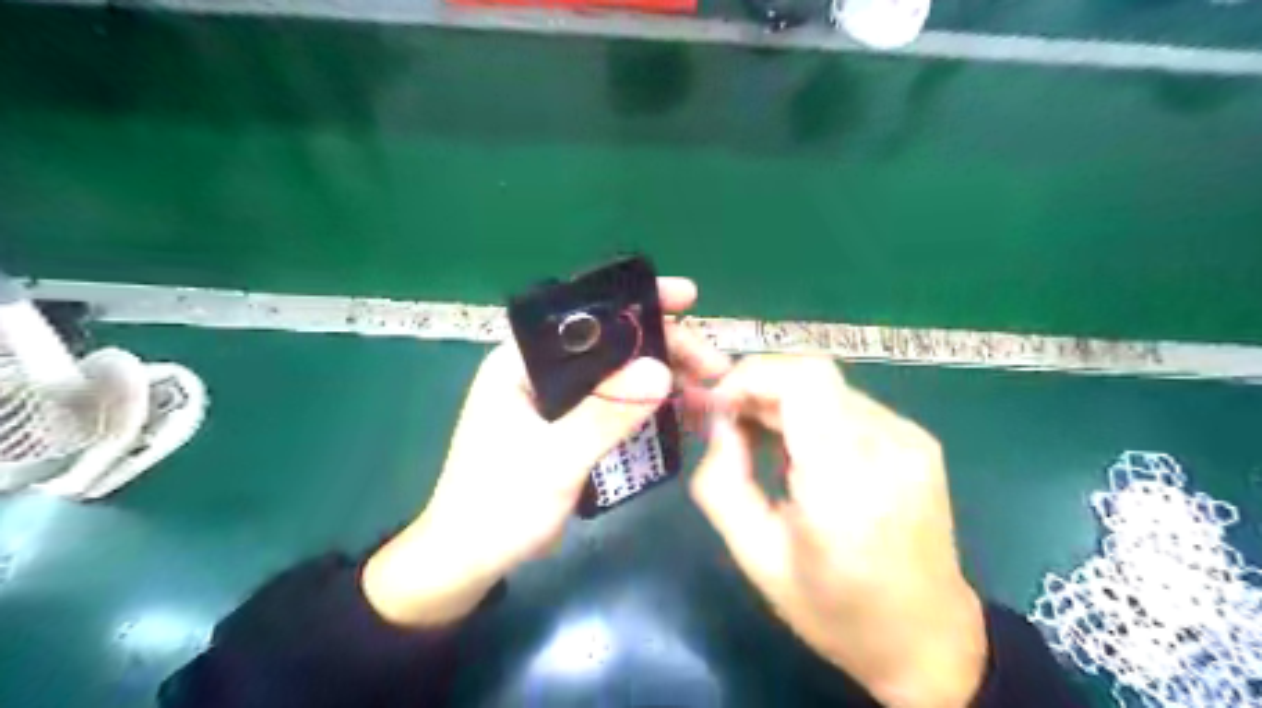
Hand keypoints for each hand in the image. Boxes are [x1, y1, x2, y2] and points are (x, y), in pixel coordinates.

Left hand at [360, 276, 730, 625]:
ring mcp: (555, 400)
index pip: (584, 315)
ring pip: (618, 375)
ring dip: (662, 381)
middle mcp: (539, 371)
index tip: (687, 299)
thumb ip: (605, 415)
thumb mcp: (555, 460)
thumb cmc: (498, 506)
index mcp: (521, 361)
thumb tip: (662, 370)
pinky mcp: (568, 426)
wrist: (467, 560)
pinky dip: (647, 408)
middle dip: (664, 349)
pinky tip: (680, 418)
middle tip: (714, 369)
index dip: (637, 301)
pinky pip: (615, 405)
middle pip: (610, 344)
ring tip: (707, 397)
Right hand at [690, 355, 985, 707]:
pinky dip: (813, 412)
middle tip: (729, 422)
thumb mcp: (757, 556)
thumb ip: (722, 482)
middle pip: (812, 373)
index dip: (751, 375)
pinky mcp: (918, 441)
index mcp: (845, 480)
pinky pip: (850, 404)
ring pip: (829, 386)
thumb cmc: (835, 610)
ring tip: (760, 440)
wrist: (928, 640)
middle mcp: (887, 445)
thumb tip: (720, 424)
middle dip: (759, 386)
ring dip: (783, 399)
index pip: (802, 379)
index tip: (718, 404)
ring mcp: (910, 438)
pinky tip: (802, 450)